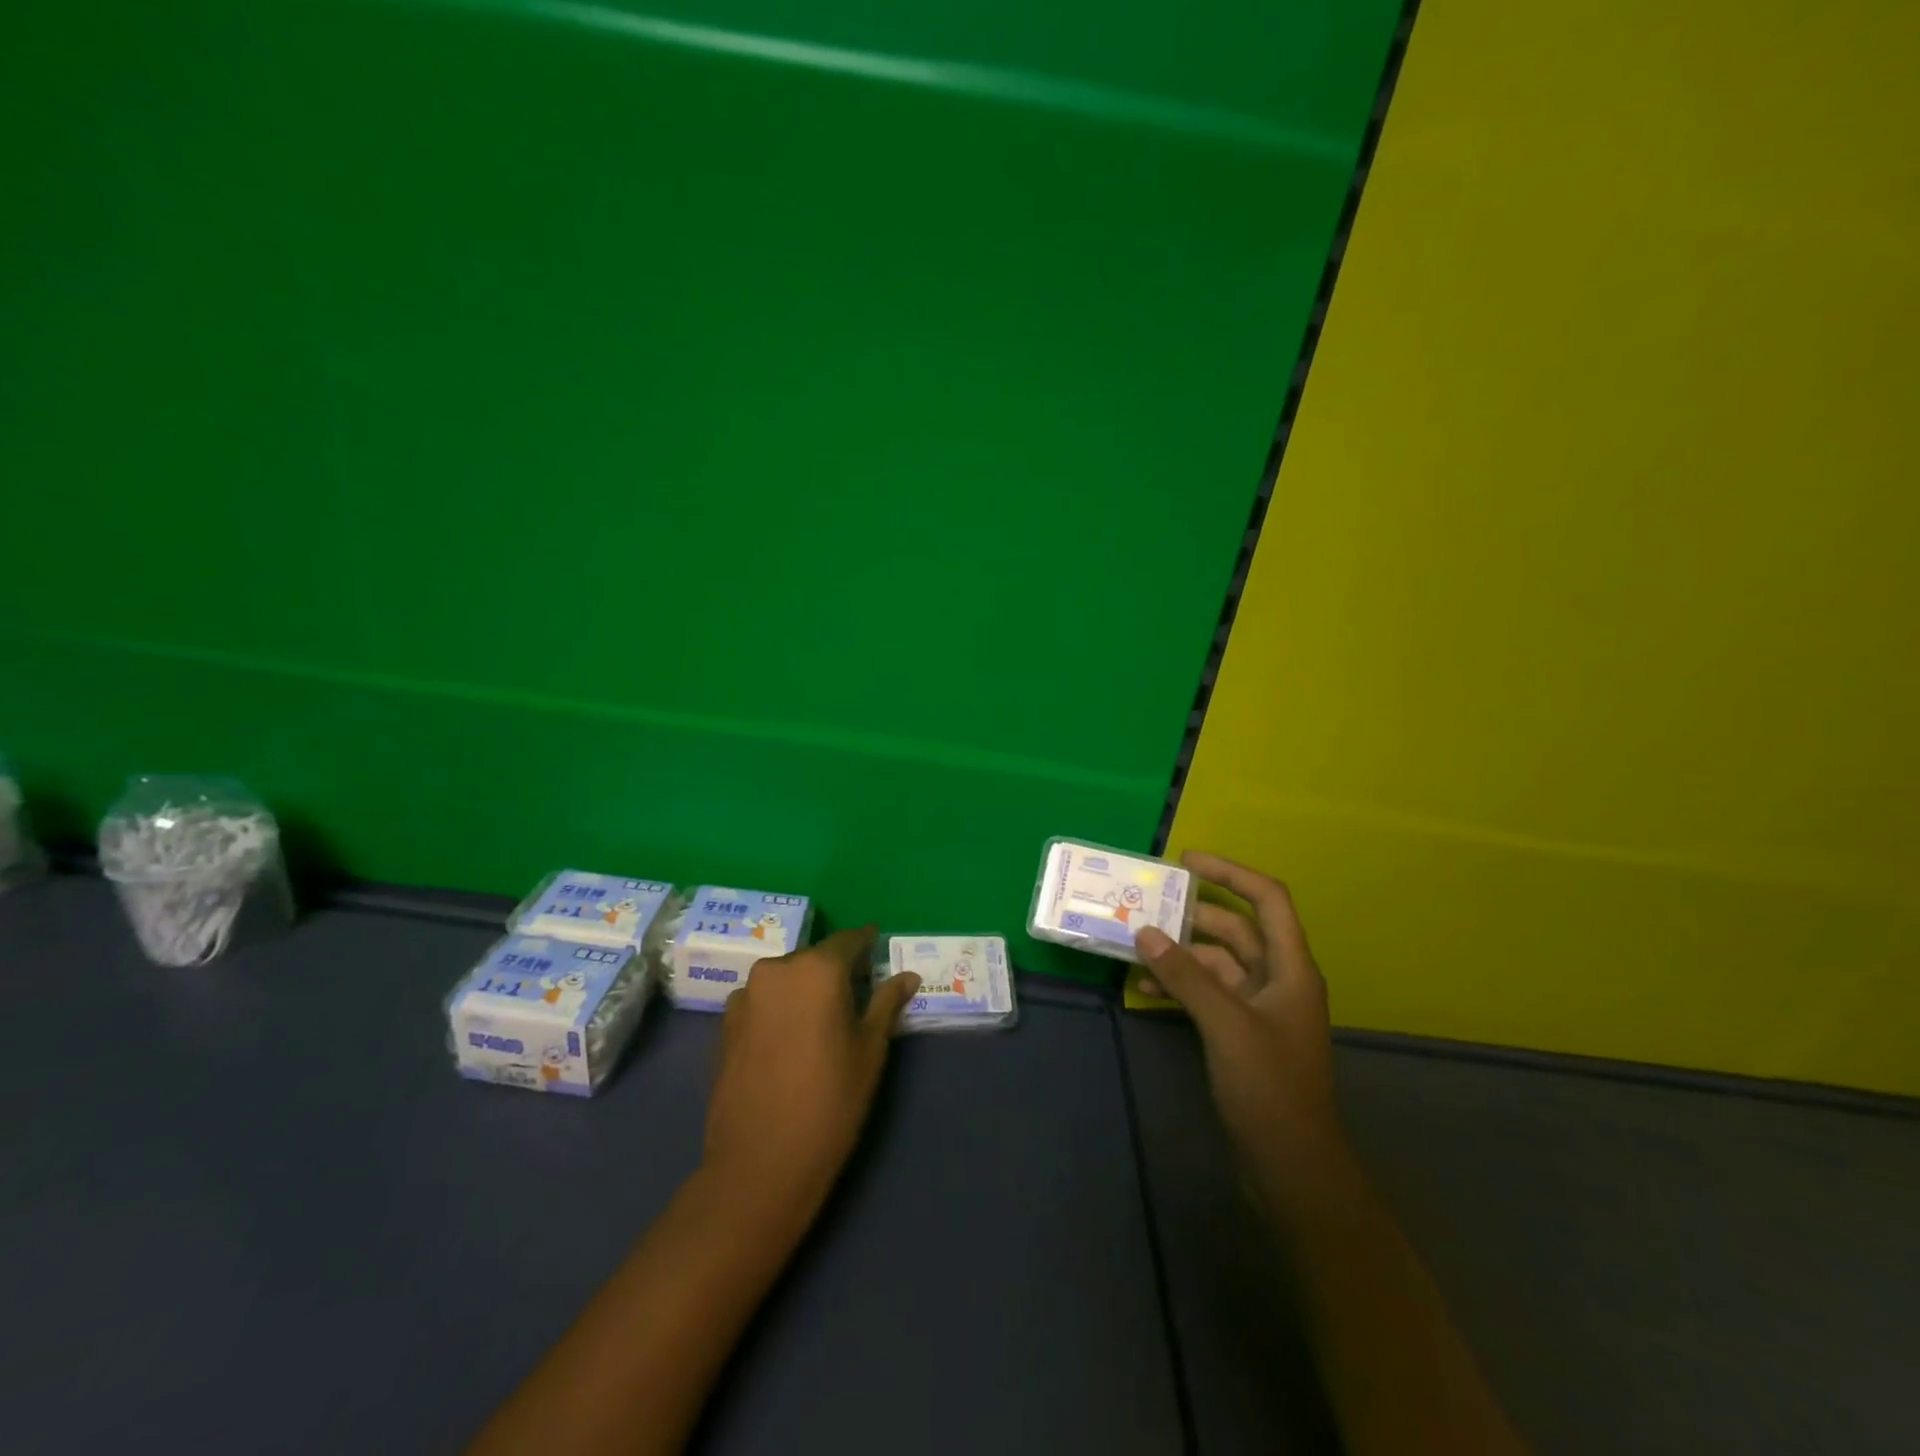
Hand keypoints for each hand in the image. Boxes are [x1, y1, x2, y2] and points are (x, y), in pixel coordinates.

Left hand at [703, 927, 919, 1212]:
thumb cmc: (831, 1101)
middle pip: (814, 958)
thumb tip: (908, 976)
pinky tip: (788, 1041)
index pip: (848, 941)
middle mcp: (777, 969)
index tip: (877, 947)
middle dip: (834, 970)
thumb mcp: (870, 1050)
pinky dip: (778, 1008)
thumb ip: (886, 1003)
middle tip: (854, 995)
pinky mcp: (725, 1023)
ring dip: (803, 990)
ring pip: (785, 979)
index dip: (866, 943)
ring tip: (819, 1022)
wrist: (760, 1162)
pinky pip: (762, 1001)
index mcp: (817, 969)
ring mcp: (745, 995)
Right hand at [1136, 852, 1343, 1180]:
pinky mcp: (1240, 1033)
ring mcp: (1258, 1008)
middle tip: (1146, 903)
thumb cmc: (1269, 1088)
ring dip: (1179, 952)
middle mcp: (1277, 979)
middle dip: (1192, 914)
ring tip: (1135, 945)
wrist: (1292, 1168)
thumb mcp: (1226, 1025)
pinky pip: (1207, 993)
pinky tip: (1145, 987)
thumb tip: (1144, 932)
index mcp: (1290, 968)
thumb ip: (1186, 976)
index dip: (1230, 872)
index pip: (1267, 899)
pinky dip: (1179, 985)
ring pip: (1216, 962)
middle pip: (1235, 929)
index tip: (1186, 861)